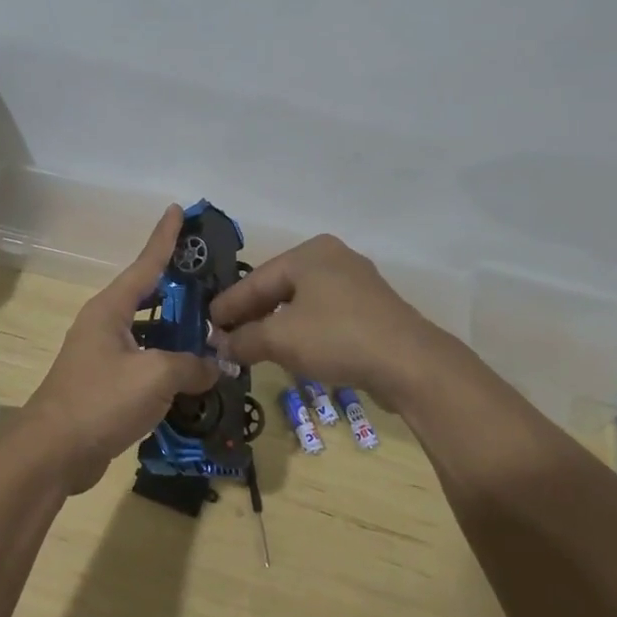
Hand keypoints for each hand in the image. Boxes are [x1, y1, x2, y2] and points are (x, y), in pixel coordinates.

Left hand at [19, 207, 220, 494]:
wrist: (53, 453)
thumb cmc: (101, 400)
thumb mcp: (155, 376)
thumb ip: (191, 365)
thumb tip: (215, 365)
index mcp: (111, 309)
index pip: (146, 263)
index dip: (165, 237)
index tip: (179, 209)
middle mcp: (105, 324)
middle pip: (150, 297)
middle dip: (181, 290)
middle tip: (215, 281)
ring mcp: (103, 355)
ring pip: (149, 333)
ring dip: (178, 333)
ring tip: (214, 331)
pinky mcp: (106, 385)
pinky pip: (145, 363)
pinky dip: (168, 364)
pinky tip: (194, 375)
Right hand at [209, 234, 456, 401]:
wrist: (410, 363)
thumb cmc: (337, 338)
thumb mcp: (281, 339)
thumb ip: (244, 339)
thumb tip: (220, 346)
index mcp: (309, 253)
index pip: (256, 279)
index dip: (229, 305)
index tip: (207, 324)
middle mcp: (332, 258)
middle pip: (279, 287)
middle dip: (252, 314)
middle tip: (226, 336)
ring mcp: (356, 282)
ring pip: (302, 302)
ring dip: (276, 324)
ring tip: (253, 344)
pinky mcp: (371, 308)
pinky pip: (324, 314)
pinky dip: (302, 329)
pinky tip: (291, 349)